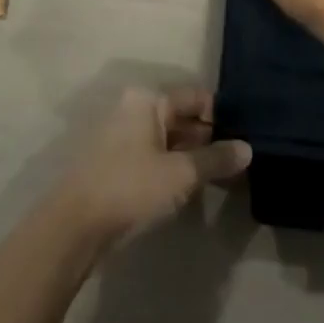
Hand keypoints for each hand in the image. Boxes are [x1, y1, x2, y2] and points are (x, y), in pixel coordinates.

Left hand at [53, 88, 250, 249]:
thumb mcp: (180, 174)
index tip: (244, 138)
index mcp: (148, 100)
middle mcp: (135, 108)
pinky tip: (192, 186)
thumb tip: (248, 148)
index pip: (195, 97)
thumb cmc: (130, 187)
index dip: (222, 116)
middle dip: (209, 137)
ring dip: (193, 155)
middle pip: (181, 117)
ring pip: (169, 138)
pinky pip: (155, 155)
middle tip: (238, 160)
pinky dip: (174, 166)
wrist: (75, 225)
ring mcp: (123, 135)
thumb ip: (215, 159)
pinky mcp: (117, 162)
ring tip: (222, 176)